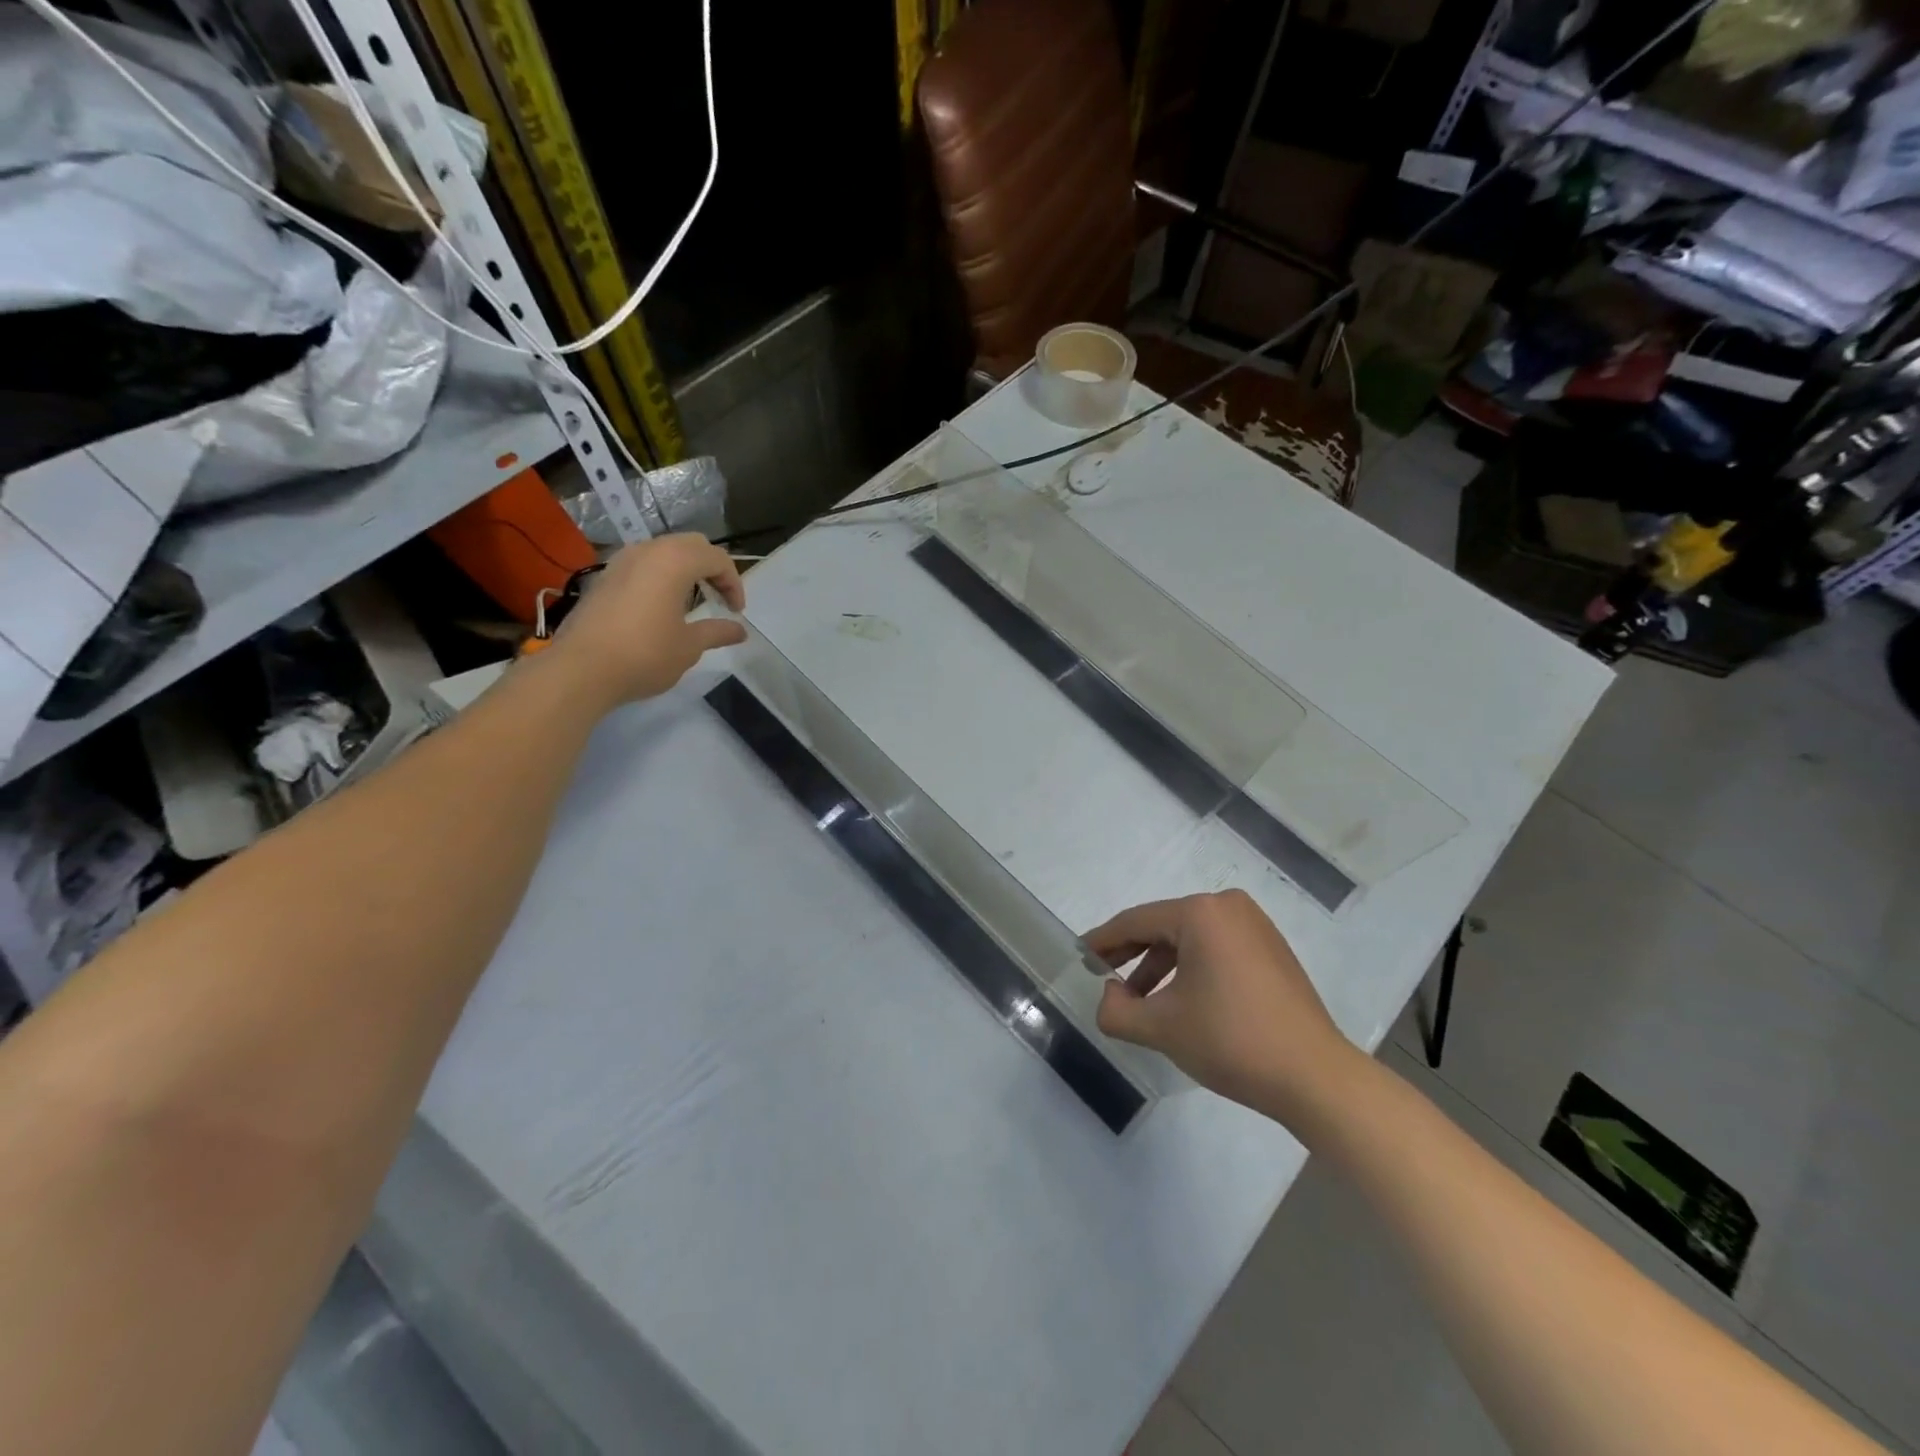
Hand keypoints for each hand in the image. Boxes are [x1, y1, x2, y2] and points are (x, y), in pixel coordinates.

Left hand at [547, 534, 746, 707]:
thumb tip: (739, 631)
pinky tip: (661, 605)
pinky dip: (661, 575)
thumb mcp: (689, 646)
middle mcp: (648, 550)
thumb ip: (717, 632)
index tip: (736, 612)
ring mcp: (621, 561)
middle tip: (719, 598)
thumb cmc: (645, 654)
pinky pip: (642, 564)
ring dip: (685, 569)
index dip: (734, 583)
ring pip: (664, 550)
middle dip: (711, 568)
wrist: (581, 668)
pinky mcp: (604, 577)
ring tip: (693, 600)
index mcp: (675, 561)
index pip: (717, 558)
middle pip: (691, 545)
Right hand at [1086, 890, 1357, 1122]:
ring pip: (1190, 939)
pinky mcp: (1271, 949)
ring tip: (1140, 1002)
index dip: (1103, 941)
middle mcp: (1228, 907)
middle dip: (1132, 955)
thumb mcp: (1161, 1027)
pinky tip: (1180, 1001)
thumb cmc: (1231, 1041)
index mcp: (1201, 913)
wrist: (1315, 1077)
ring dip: (1160, 967)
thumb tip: (1108, 996)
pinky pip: (1216, 949)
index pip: (1136, 922)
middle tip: (1103, 978)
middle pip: (1164, 927)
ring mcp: (1255, 926)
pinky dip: (1191, 969)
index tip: (1079, 956)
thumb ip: (1117, 1010)